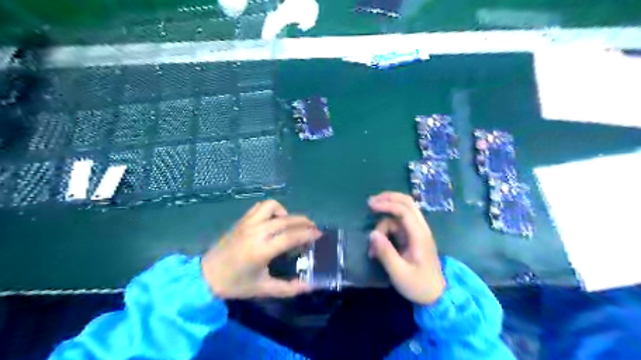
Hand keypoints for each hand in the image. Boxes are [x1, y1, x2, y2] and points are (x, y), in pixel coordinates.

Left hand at [200, 201, 319, 299]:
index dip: (308, 234)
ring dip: (286, 212)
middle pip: (286, 220)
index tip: (319, 234)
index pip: (291, 236)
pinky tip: (274, 220)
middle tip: (313, 228)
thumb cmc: (235, 284)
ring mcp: (247, 223)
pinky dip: (271, 209)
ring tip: (290, 224)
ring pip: (272, 206)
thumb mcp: (263, 289)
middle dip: (304, 221)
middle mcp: (256, 232)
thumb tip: (309, 286)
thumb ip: (288, 288)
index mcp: (261, 250)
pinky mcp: (241, 220)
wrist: (206, 276)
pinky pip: (259, 207)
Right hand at [365, 192, 446, 303]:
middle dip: (388, 199)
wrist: (436, 296)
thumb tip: (372, 234)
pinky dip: (385, 229)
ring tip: (372, 244)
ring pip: (399, 215)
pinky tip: (378, 244)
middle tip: (370, 202)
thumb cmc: (419, 285)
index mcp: (420, 236)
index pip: (405, 211)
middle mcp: (420, 229)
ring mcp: (416, 232)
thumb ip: (385, 253)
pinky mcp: (412, 237)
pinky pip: (397, 225)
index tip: (370, 206)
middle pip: (407, 203)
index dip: (387, 205)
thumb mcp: (399, 273)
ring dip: (383, 222)